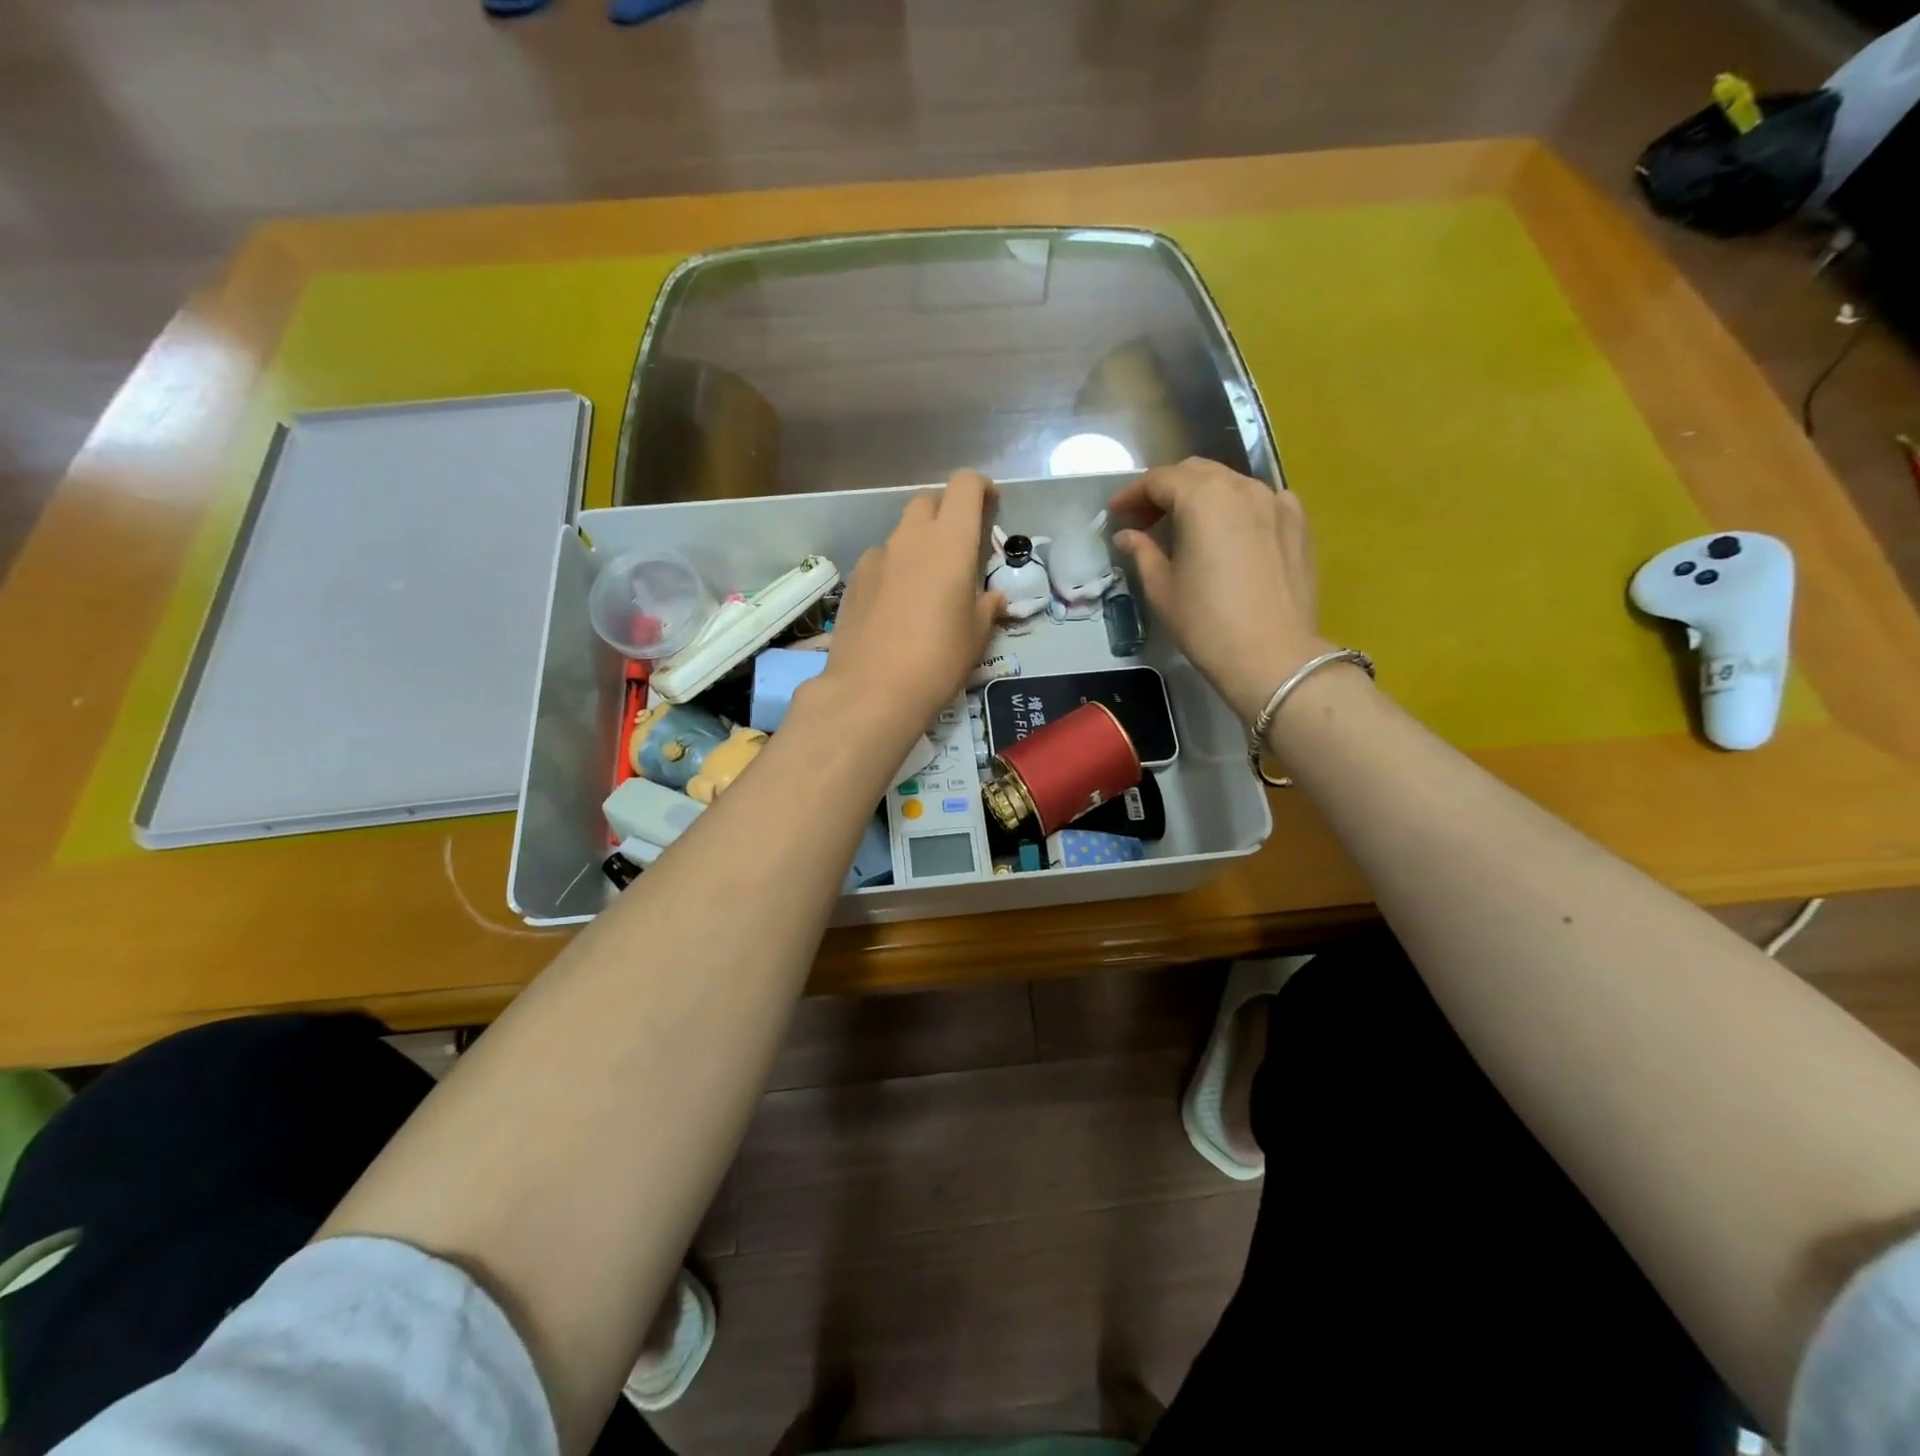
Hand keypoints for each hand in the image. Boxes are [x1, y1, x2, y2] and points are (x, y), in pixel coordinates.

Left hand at [820, 469, 1002, 742]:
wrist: (871, 691)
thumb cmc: (938, 660)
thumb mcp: (976, 636)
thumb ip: (986, 606)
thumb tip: (991, 598)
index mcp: (950, 543)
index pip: (964, 486)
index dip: (980, 488)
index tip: (989, 507)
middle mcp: (911, 539)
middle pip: (928, 501)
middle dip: (945, 514)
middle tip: (957, 551)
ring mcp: (876, 558)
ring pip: (901, 534)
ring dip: (917, 546)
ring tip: (924, 588)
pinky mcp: (854, 581)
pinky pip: (880, 562)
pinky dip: (893, 572)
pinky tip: (894, 609)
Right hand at [1110, 458, 1330, 724]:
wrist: (1273, 656)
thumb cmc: (1207, 623)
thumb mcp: (1162, 588)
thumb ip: (1143, 552)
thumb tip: (1128, 535)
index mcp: (1204, 498)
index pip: (1160, 480)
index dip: (1133, 494)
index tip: (1116, 512)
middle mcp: (1243, 488)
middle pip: (1196, 473)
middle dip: (1166, 490)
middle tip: (1145, 519)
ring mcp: (1277, 502)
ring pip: (1230, 484)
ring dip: (1202, 497)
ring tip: (1185, 527)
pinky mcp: (1299, 524)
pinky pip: (1261, 501)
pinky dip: (1236, 508)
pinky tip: (1229, 534)